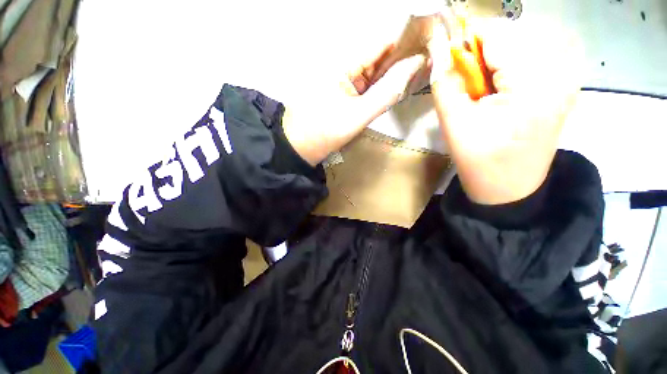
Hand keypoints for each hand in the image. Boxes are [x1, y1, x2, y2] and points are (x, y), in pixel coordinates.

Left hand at [282, 38, 425, 165]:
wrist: (301, 147)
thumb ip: (387, 92)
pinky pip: (364, 83)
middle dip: (400, 61)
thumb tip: (415, 64)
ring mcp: (341, 78)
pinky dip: (378, 87)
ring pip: (372, 70)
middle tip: (425, 69)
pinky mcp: (341, 90)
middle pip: (378, 55)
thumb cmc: (326, 133)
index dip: (406, 42)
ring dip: (390, 75)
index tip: (429, 48)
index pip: (381, 42)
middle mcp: (342, 64)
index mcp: (343, 63)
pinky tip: (391, 90)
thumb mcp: (358, 115)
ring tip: (413, 79)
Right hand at [427, 18, 582, 203]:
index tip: (452, 60)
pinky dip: (516, 63)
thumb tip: (440, 52)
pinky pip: (539, 55)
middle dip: (484, 53)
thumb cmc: (479, 161)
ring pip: (526, 42)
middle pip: (514, 35)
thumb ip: (445, 84)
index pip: (497, 35)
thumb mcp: (454, 125)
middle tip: (472, 85)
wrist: (509, 188)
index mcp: (533, 84)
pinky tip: (506, 89)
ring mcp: (569, 77)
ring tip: (488, 90)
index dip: (468, 42)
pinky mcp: (567, 85)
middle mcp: (561, 72)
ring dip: (500, 59)